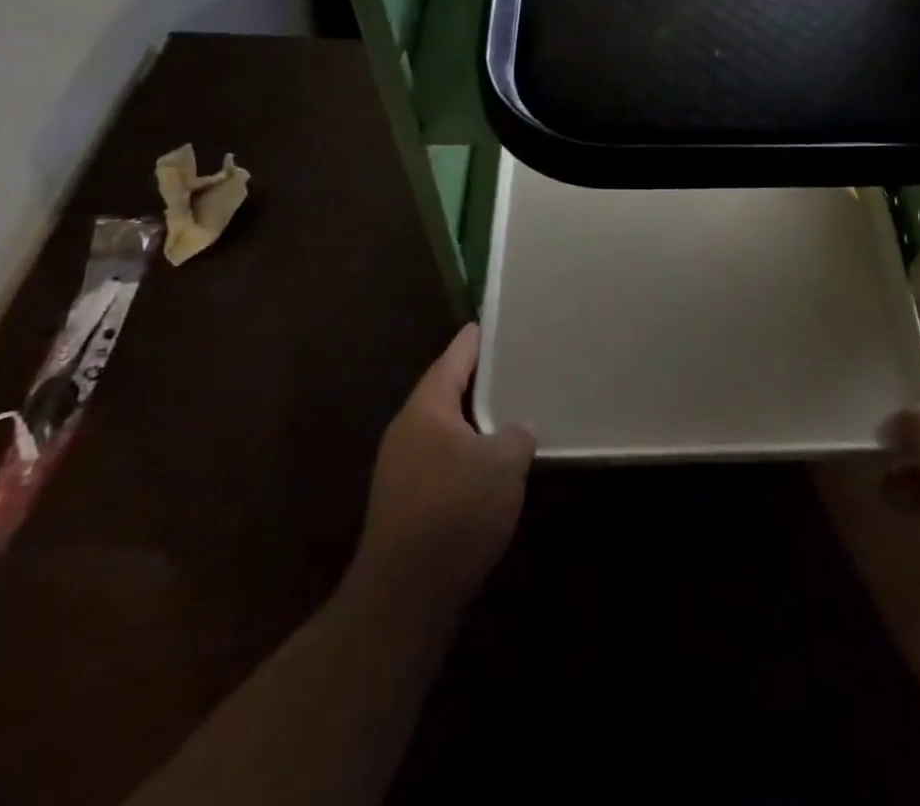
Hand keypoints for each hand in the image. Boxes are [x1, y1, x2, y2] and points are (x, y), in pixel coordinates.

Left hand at [356, 325, 534, 611]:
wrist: (405, 597)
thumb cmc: (455, 511)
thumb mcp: (503, 463)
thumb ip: (517, 434)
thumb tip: (517, 431)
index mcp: (426, 410)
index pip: (452, 360)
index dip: (472, 341)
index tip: (488, 322)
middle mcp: (407, 432)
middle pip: (445, 393)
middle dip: (477, 380)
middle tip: (511, 364)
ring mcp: (402, 470)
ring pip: (445, 430)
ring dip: (475, 421)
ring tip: (511, 410)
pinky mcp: (407, 504)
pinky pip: (443, 461)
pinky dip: (468, 453)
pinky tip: (493, 465)